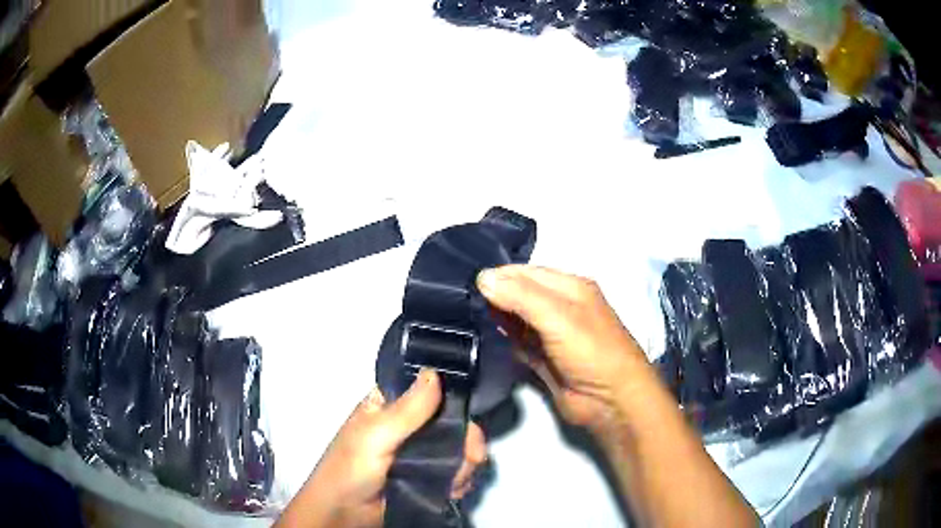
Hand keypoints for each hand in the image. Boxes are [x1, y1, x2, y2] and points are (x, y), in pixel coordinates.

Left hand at [276, 370, 486, 527]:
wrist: (344, 514)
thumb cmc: (350, 468)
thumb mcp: (376, 435)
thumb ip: (408, 409)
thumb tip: (434, 371)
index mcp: (390, 406)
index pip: (429, 391)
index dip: (454, 399)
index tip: (470, 416)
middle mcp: (407, 427)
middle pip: (451, 423)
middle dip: (467, 440)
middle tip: (473, 458)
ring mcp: (419, 454)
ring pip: (458, 449)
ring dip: (465, 465)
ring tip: (457, 482)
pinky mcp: (427, 478)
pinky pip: (456, 472)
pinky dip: (461, 480)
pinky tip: (455, 490)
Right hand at [477, 265, 651, 433]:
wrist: (610, 401)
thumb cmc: (590, 350)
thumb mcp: (558, 316)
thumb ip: (520, 296)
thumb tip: (482, 277)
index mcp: (570, 287)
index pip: (527, 273)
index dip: (499, 275)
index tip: (466, 281)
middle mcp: (561, 307)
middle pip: (521, 294)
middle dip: (495, 294)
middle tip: (460, 298)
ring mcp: (552, 335)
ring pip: (518, 318)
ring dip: (497, 316)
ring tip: (463, 314)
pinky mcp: (544, 359)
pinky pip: (519, 343)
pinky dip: (504, 338)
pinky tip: (483, 335)